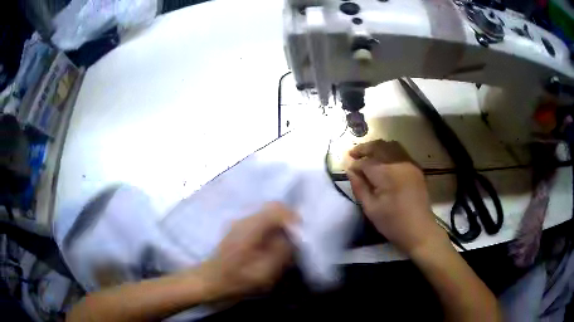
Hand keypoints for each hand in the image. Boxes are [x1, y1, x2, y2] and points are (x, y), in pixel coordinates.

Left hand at [197, 202, 297, 299]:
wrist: (209, 281)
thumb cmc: (236, 280)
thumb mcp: (264, 271)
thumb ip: (281, 251)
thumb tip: (293, 237)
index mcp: (251, 227)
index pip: (277, 208)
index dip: (293, 217)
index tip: (301, 234)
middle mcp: (245, 220)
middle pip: (273, 208)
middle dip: (288, 221)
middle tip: (295, 239)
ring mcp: (239, 223)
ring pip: (267, 215)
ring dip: (279, 226)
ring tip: (285, 244)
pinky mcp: (238, 230)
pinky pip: (260, 223)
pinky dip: (271, 230)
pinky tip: (271, 246)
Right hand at [346, 140, 445, 254]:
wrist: (419, 230)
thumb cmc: (392, 223)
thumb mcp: (370, 208)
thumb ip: (359, 187)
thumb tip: (350, 171)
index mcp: (387, 173)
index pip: (366, 162)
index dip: (355, 165)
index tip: (348, 170)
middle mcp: (399, 162)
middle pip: (378, 146)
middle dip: (364, 148)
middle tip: (352, 154)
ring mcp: (410, 163)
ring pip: (390, 145)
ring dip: (376, 147)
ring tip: (367, 154)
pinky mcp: (416, 168)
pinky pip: (400, 152)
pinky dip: (389, 151)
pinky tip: (383, 160)